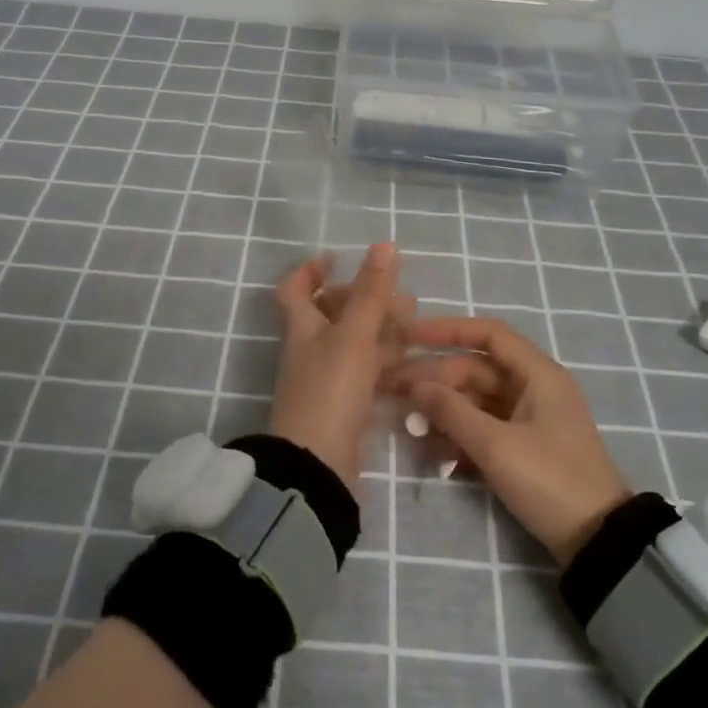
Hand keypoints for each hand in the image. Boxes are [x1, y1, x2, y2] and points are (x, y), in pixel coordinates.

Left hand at [268, 243, 409, 491]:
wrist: (318, 462)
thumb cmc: (331, 389)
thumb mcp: (354, 335)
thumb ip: (371, 292)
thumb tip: (383, 244)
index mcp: (302, 326)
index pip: (295, 289)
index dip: (311, 270)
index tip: (336, 258)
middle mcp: (310, 349)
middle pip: (330, 314)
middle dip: (363, 300)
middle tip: (400, 297)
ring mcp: (324, 378)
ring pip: (351, 343)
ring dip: (379, 330)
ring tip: (413, 325)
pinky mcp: (342, 405)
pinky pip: (363, 373)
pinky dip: (383, 361)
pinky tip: (408, 361)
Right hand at [384, 317, 628, 565]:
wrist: (596, 541)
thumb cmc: (549, 480)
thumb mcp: (496, 445)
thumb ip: (451, 412)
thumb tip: (413, 386)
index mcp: (536, 375)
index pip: (488, 335)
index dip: (446, 330)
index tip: (408, 335)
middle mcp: (532, 388)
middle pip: (474, 370)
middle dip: (433, 379)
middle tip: (390, 390)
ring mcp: (527, 419)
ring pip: (474, 401)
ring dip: (441, 410)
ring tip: (404, 422)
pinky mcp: (521, 447)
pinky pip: (481, 429)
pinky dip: (457, 435)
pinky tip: (429, 449)